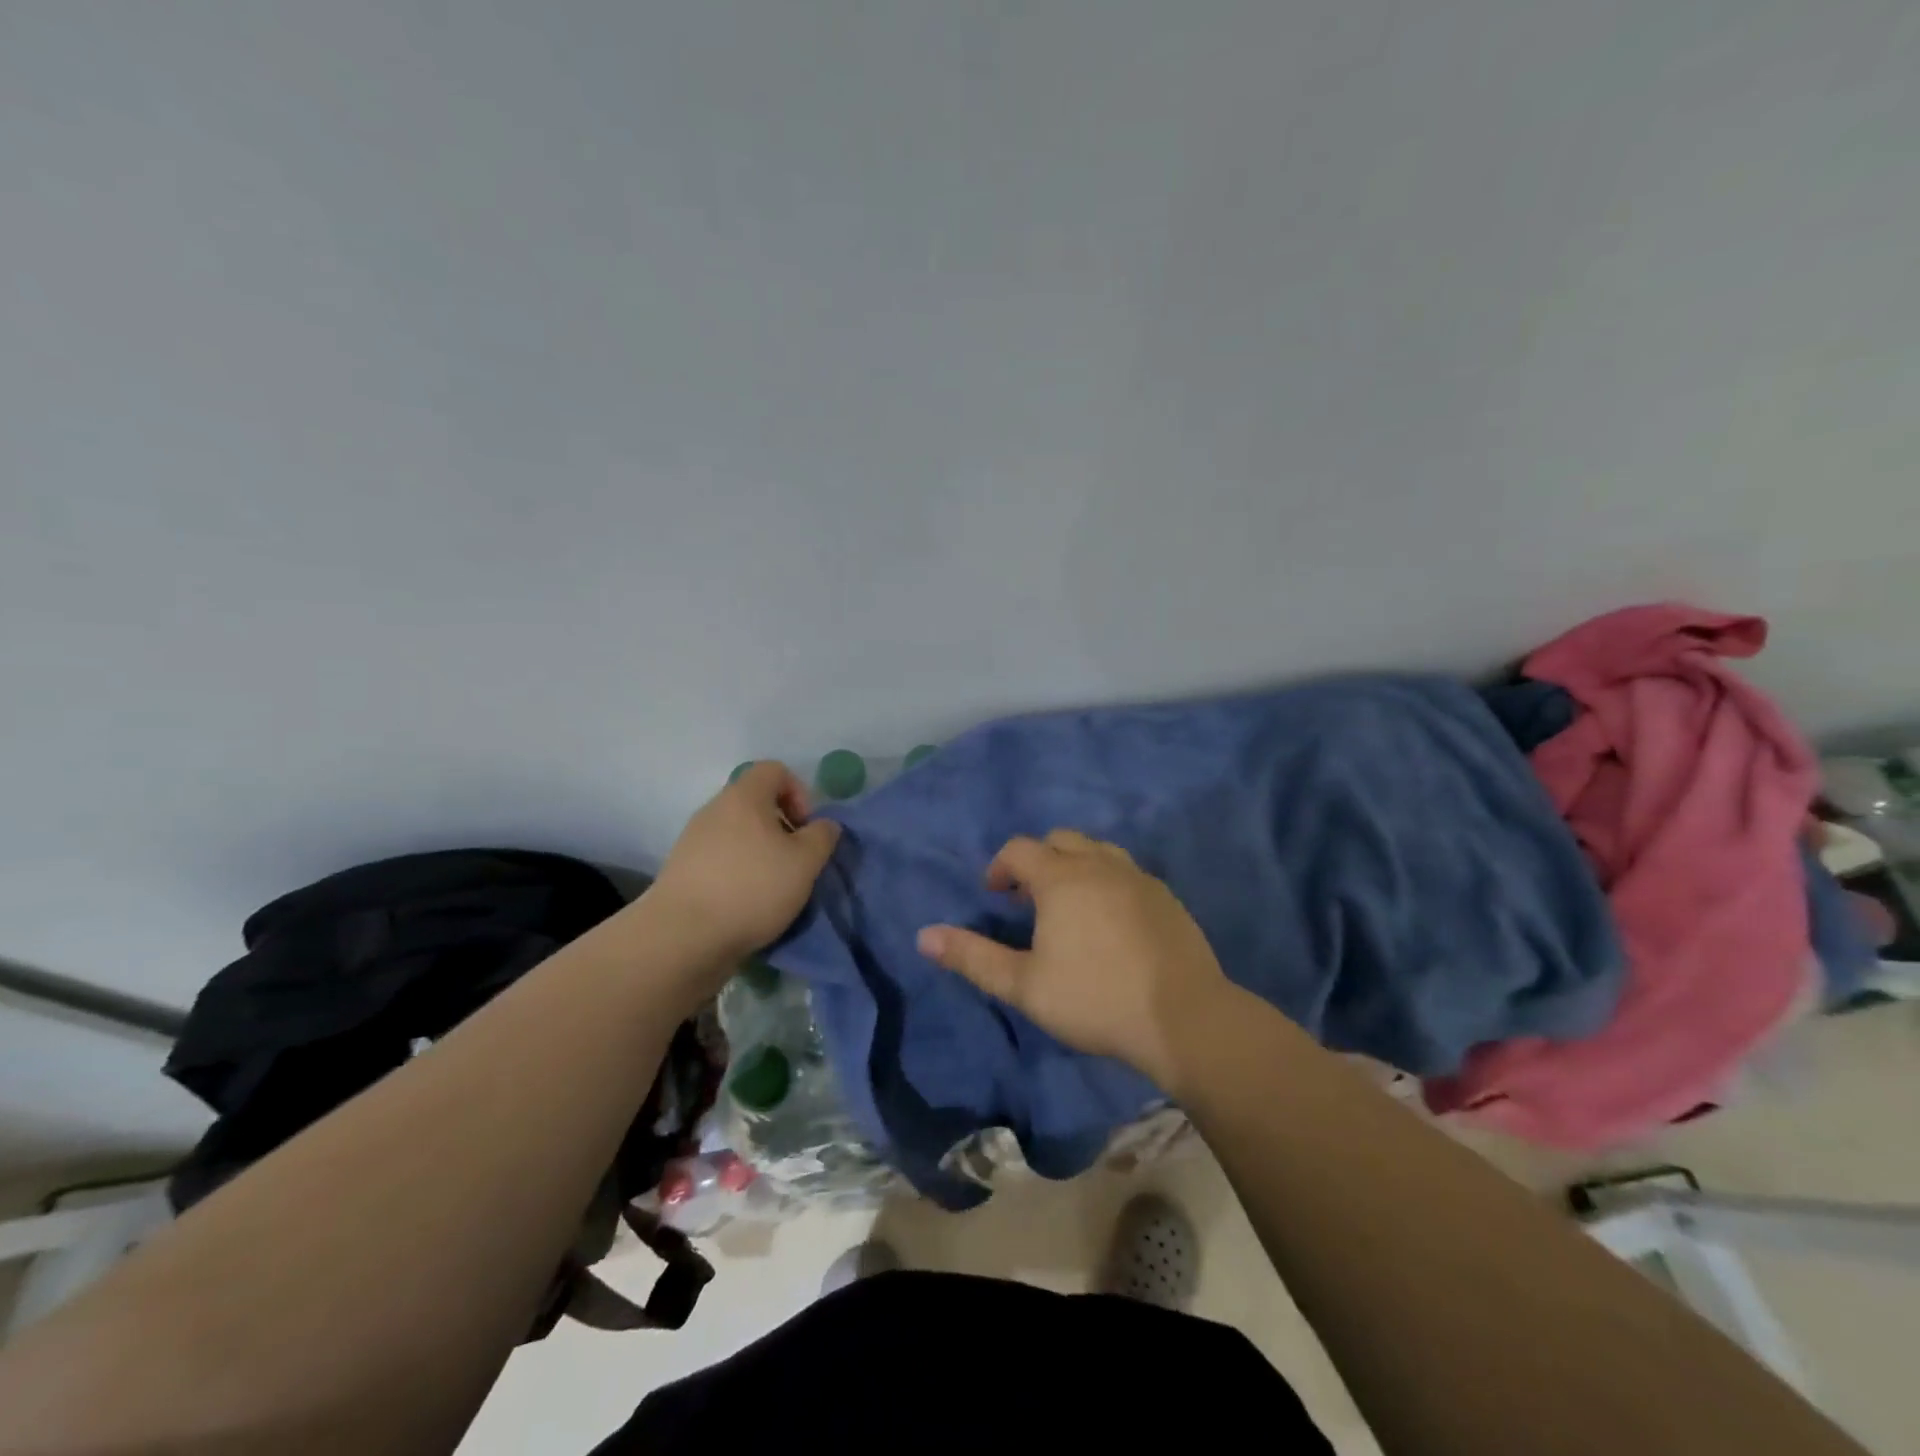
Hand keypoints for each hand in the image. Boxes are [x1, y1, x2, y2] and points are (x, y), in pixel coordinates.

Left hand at [648, 761, 841, 966]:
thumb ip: (822, 837)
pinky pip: (720, 859)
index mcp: (744, 797)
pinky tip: (747, 903)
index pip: (774, 770)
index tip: (806, 828)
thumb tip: (824, 825)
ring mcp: (693, 840)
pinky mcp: (682, 870)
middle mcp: (714, 810)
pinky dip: (738, 872)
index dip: (799, 792)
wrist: (682, 936)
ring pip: (737, 833)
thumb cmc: (752, 888)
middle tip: (795, 860)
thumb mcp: (805, 862)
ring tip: (773, 887)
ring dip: (760, 852)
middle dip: (781, 827)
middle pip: (755, 803)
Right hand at [916, 829, 1234, 1091]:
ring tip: (1068, 905)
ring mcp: (1138, 877)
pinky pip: (1126, 871)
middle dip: (1037, 860)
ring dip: (1074, 866)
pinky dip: (1106, 880)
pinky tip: (1110, 920)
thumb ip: (973, 957)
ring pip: (1097, 850)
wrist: (1184, 1018)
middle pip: (1060, 840)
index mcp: (1062, 877)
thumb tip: (924, 936)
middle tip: (1028, 899)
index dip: (1000, 867)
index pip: (1020, 849)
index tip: (995, 895)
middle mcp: (1100, 864)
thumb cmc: (1095, 998)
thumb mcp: (1024, 985)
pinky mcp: (1166, 897)